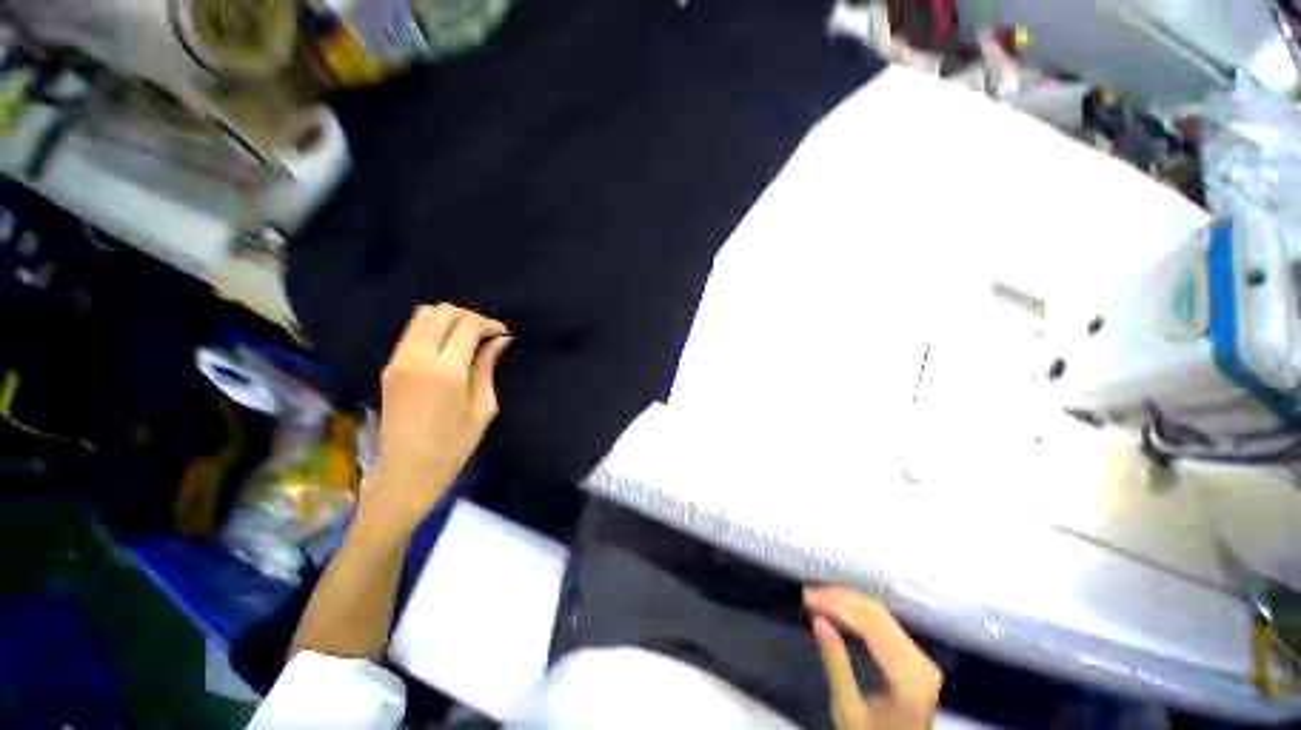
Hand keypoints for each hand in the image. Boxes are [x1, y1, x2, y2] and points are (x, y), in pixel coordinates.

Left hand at [363, 304, 510, 533]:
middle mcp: (417, 357)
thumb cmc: (454, 445)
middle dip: (469, 316)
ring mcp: (398, 360)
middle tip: (487, 334)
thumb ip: (488, 367)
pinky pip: (411, 332)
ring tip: (468, 337)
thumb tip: (500, 340)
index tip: (503, 334)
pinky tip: (447, 347)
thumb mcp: (483, 407)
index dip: (489, 324)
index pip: (468, 325)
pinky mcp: (389, 367)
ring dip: (449, 319)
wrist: (406, 472)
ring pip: (422, 316)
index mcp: (446, 369)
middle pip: (442, 312)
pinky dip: (432, 329)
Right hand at [804, 586, 941, 729]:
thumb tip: (818, 620)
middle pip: (878, 616)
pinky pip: (886, 624)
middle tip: (809, 594)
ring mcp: (921, 659)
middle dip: (841, 599)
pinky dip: (859, 613)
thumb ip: (836, 664)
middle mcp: (921, 662)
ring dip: (848, 602)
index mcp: (909, 678)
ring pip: (881, 615)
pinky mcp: (916, 658)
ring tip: (819, 596)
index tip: (807, 597)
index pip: (871, 628)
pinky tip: (839, 609)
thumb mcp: (849, 711)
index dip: (838, 607)